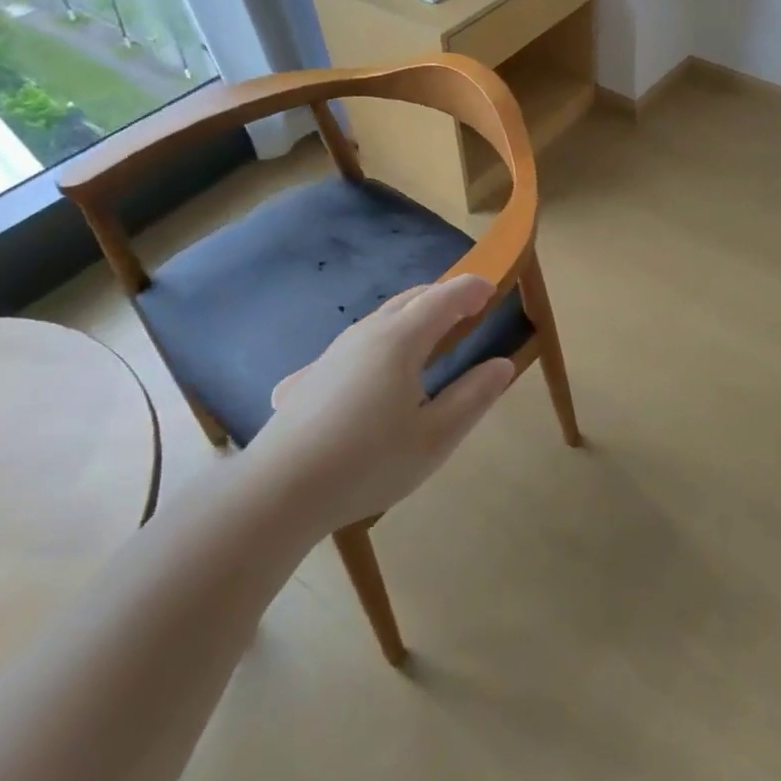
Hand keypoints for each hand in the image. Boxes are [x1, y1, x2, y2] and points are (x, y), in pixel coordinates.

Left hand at [257, 275, 516, 531]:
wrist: (278, 491)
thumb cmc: (368, 463)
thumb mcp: (435, 437)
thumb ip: (474, 396)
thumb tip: (502, 365)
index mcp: (401, 340)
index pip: (444, 298)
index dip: (472, 290)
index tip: (493, 290)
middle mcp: (367, 333)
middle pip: (411, 299)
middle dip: (444, 297)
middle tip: (469, 310)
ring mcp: (334, 351)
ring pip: (382, 318)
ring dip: (413, 316)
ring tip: (431, 337)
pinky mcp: (312, 374)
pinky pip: (358, 343)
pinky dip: (383, 340)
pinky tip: (376, 371)